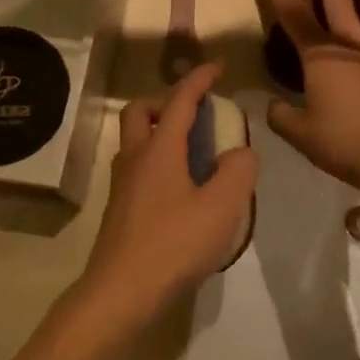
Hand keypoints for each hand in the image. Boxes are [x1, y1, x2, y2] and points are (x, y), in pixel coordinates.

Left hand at [74, 64, 256, 336]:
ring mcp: (122, 186)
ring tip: (194, 154)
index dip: (199, 80)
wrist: (121, 292)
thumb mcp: (221, 207)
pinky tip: (181, 191)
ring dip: (159, 133)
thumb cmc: (174, 244)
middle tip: (194, 115)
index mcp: (159, 149)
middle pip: (139, 113)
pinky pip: (138, 169)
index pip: (179, 101)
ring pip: (134, 142)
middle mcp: (135, 159)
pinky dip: (157, 163)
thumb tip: (240, 152)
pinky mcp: (120, 210)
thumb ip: (238, 172)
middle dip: (166, 102)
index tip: (217, 67)